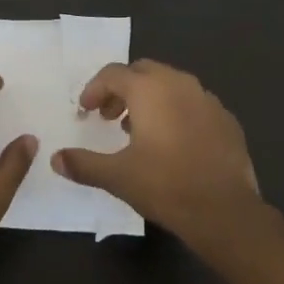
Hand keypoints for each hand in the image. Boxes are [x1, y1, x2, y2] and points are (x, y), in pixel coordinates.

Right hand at [51, 59, 271, 251]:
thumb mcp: (117, 176)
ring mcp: (208, 99)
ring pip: (171, 86)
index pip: (113, 74)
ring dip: (150, 100)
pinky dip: (177, 113)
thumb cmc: (165, 185)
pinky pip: (194, 104)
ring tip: (139, 131)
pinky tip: (174, 144)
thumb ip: (83, 164)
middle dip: (122, 90)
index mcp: (150, 89)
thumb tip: (56, 159)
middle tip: (109, 117)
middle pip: (143, 72)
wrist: (224, 211)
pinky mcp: (227, 119)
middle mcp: (179, 84)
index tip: (85, 111)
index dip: (94, 89)